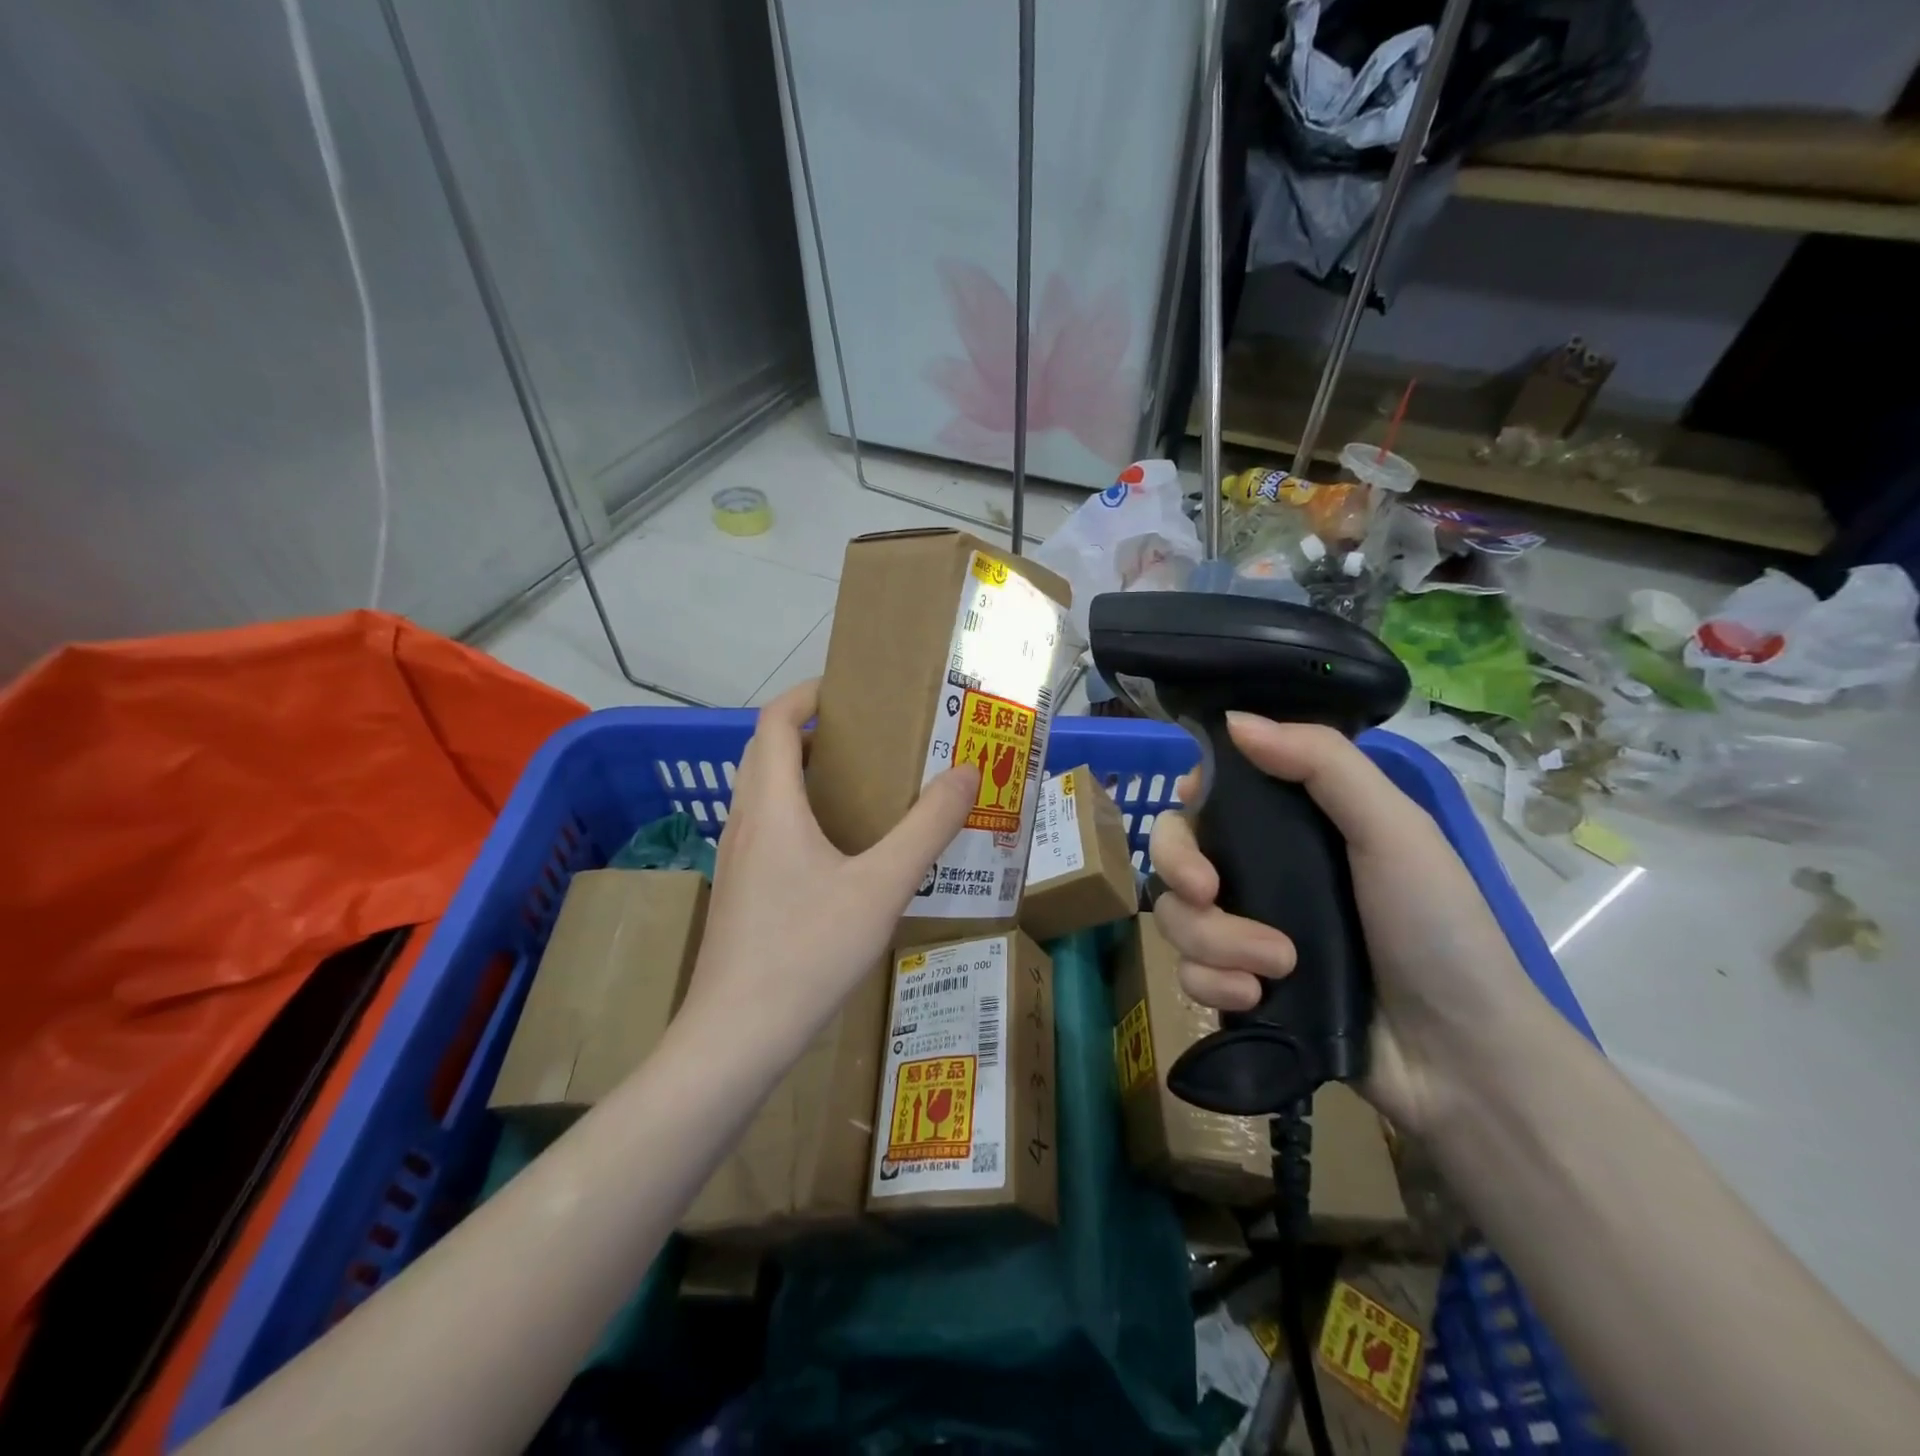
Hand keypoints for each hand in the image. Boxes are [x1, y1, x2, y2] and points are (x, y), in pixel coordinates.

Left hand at [677, 681, 979, 1060]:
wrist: (735, 1038)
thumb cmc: (807, 952)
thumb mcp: (882, 887)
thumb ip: (927, 827)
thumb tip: (967, 773)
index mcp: (772, 806)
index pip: (774, 722)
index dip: (807, 695)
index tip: (849, 692)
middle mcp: (745, 822)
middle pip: (765, 752)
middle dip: (809, 732)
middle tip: (865, 739)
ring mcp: (735, 860)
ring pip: (762, 793)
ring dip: (800, 773)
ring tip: (857, 787)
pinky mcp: (737, 892)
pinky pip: (764, 828)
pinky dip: (795, 813)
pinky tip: (835, 852)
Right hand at [1147, 713, 1542, 1134]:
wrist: (1459, 1057)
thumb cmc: (1436, 928)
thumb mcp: (1394, 829)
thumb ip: (1321, 763)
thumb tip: (1234, 720)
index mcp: (1293, 825)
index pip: (1213, 793)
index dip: (1190, 797)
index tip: (1194, 808)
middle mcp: (1260, 871)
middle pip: (1175, 851)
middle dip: (1180, 869)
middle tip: (1210, 893)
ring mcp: (1245, 930)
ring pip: (1175, 915)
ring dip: (1214, 940)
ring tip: (1276, 966)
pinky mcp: (1238, 985)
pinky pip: (1187, 972)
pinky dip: (1213, 984)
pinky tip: (1255, 999)